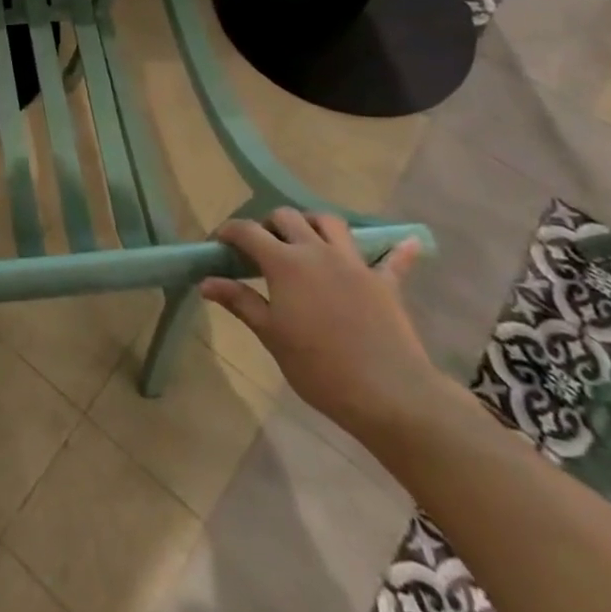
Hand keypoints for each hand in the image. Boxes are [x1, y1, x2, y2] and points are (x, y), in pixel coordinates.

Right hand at [201, 209, 445, 442]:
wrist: (389, 394)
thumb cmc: (319, 367)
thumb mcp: (271, 335)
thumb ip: (240, 302)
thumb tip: (206, 282)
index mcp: (285, 263)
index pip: (248, 231)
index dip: (229, 231)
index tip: (219, 243)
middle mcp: (318, 251)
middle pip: (288, 217)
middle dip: (268, 224)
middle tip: (261, 248)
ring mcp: (354, 264)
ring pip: (331, 223)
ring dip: (313, 224)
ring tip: (305, 242)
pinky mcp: (386, 282)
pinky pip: (392, 258)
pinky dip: (395, 249)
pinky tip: (404, 242)